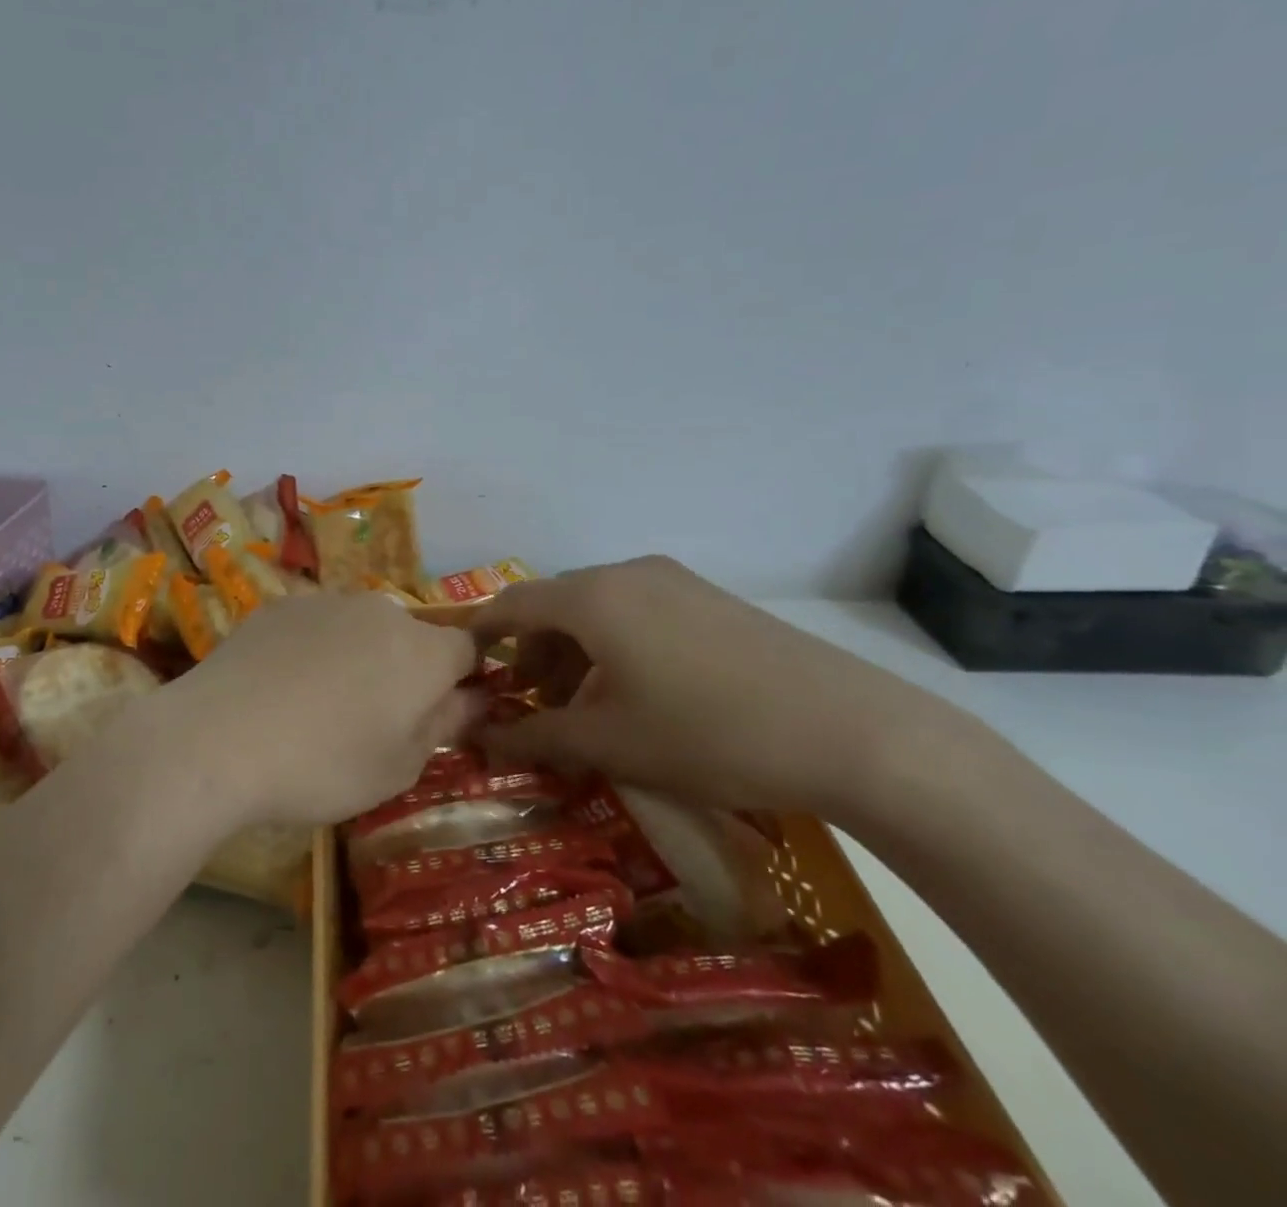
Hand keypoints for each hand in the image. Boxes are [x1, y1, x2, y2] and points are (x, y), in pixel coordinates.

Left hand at [166, 593, 481, 826]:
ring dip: (358, 657)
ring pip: (361, 628)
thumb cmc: (323, 765)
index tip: (441, 713)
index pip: (468, 649)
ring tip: (319, 706)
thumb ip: (445, 725)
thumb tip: (474, 698)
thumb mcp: (399, 767)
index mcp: (423, 650)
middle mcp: (381, 611)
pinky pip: (316, 625)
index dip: (462, 680)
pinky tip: (280, 688)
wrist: (218, 738)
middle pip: (411, 637)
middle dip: (406, 671)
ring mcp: (326, 601)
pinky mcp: (280, 605)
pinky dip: (313, 649)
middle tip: (375, 721)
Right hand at [471, 557, 946, 814]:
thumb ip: (534, 737)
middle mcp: (627, 573)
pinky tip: (636, 694)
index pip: (512, 604)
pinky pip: (637, 612)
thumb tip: (477, 739)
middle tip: (530, 705)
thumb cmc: (708, 734)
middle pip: (555, 604)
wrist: (851, 732)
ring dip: (574, 652)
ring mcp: (674, 581)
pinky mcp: (709, 599)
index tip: (466, 670)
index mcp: (592, 597)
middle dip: (532, 653)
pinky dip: (614, 646)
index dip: (482, 635)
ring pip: (598, 609)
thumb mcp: (610, 743)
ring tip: (582, 707)